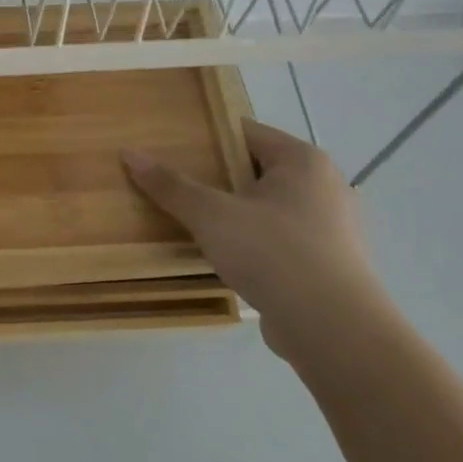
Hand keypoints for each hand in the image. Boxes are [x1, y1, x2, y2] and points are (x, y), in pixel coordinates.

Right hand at [122, 120, 389, 359]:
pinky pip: (282, 239)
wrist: (333, 328)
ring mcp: (333, 226)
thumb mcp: (210, 215)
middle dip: (218, 178)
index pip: (246, 132)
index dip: (206, 138)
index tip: (172, 149)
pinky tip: (228, 258)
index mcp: (302, 160)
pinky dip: (256, 243)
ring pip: (270, 207)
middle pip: (257, 170)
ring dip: (236, 213)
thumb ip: (170, 185)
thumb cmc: (272, 253)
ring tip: (196, 223)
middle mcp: (326, 185)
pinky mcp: (330, 262)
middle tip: (177, 187)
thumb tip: (129, 153)